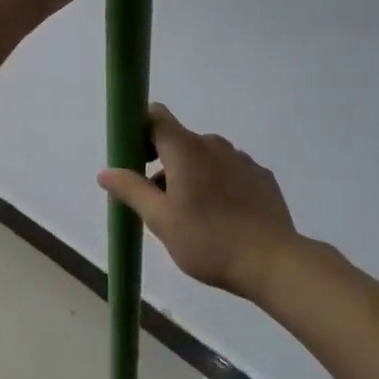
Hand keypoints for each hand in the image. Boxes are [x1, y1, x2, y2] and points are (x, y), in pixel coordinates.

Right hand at [98, 104, 301, 298]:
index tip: (134, 159)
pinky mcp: (261, 177)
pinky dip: (218, 185)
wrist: (273, 262)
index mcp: (185, 149)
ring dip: (191, 176)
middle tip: (160, 204)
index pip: (156, 116)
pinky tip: (223, 218)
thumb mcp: (161, 220)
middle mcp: (214, 144)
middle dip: (164, 165)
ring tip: (193, 218)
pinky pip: (229, 171)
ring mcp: (242, 159)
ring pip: (205, 158)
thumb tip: (106, 172)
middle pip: (179, 141)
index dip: (139, 130)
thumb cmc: (208, 240)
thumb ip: (132, 190)